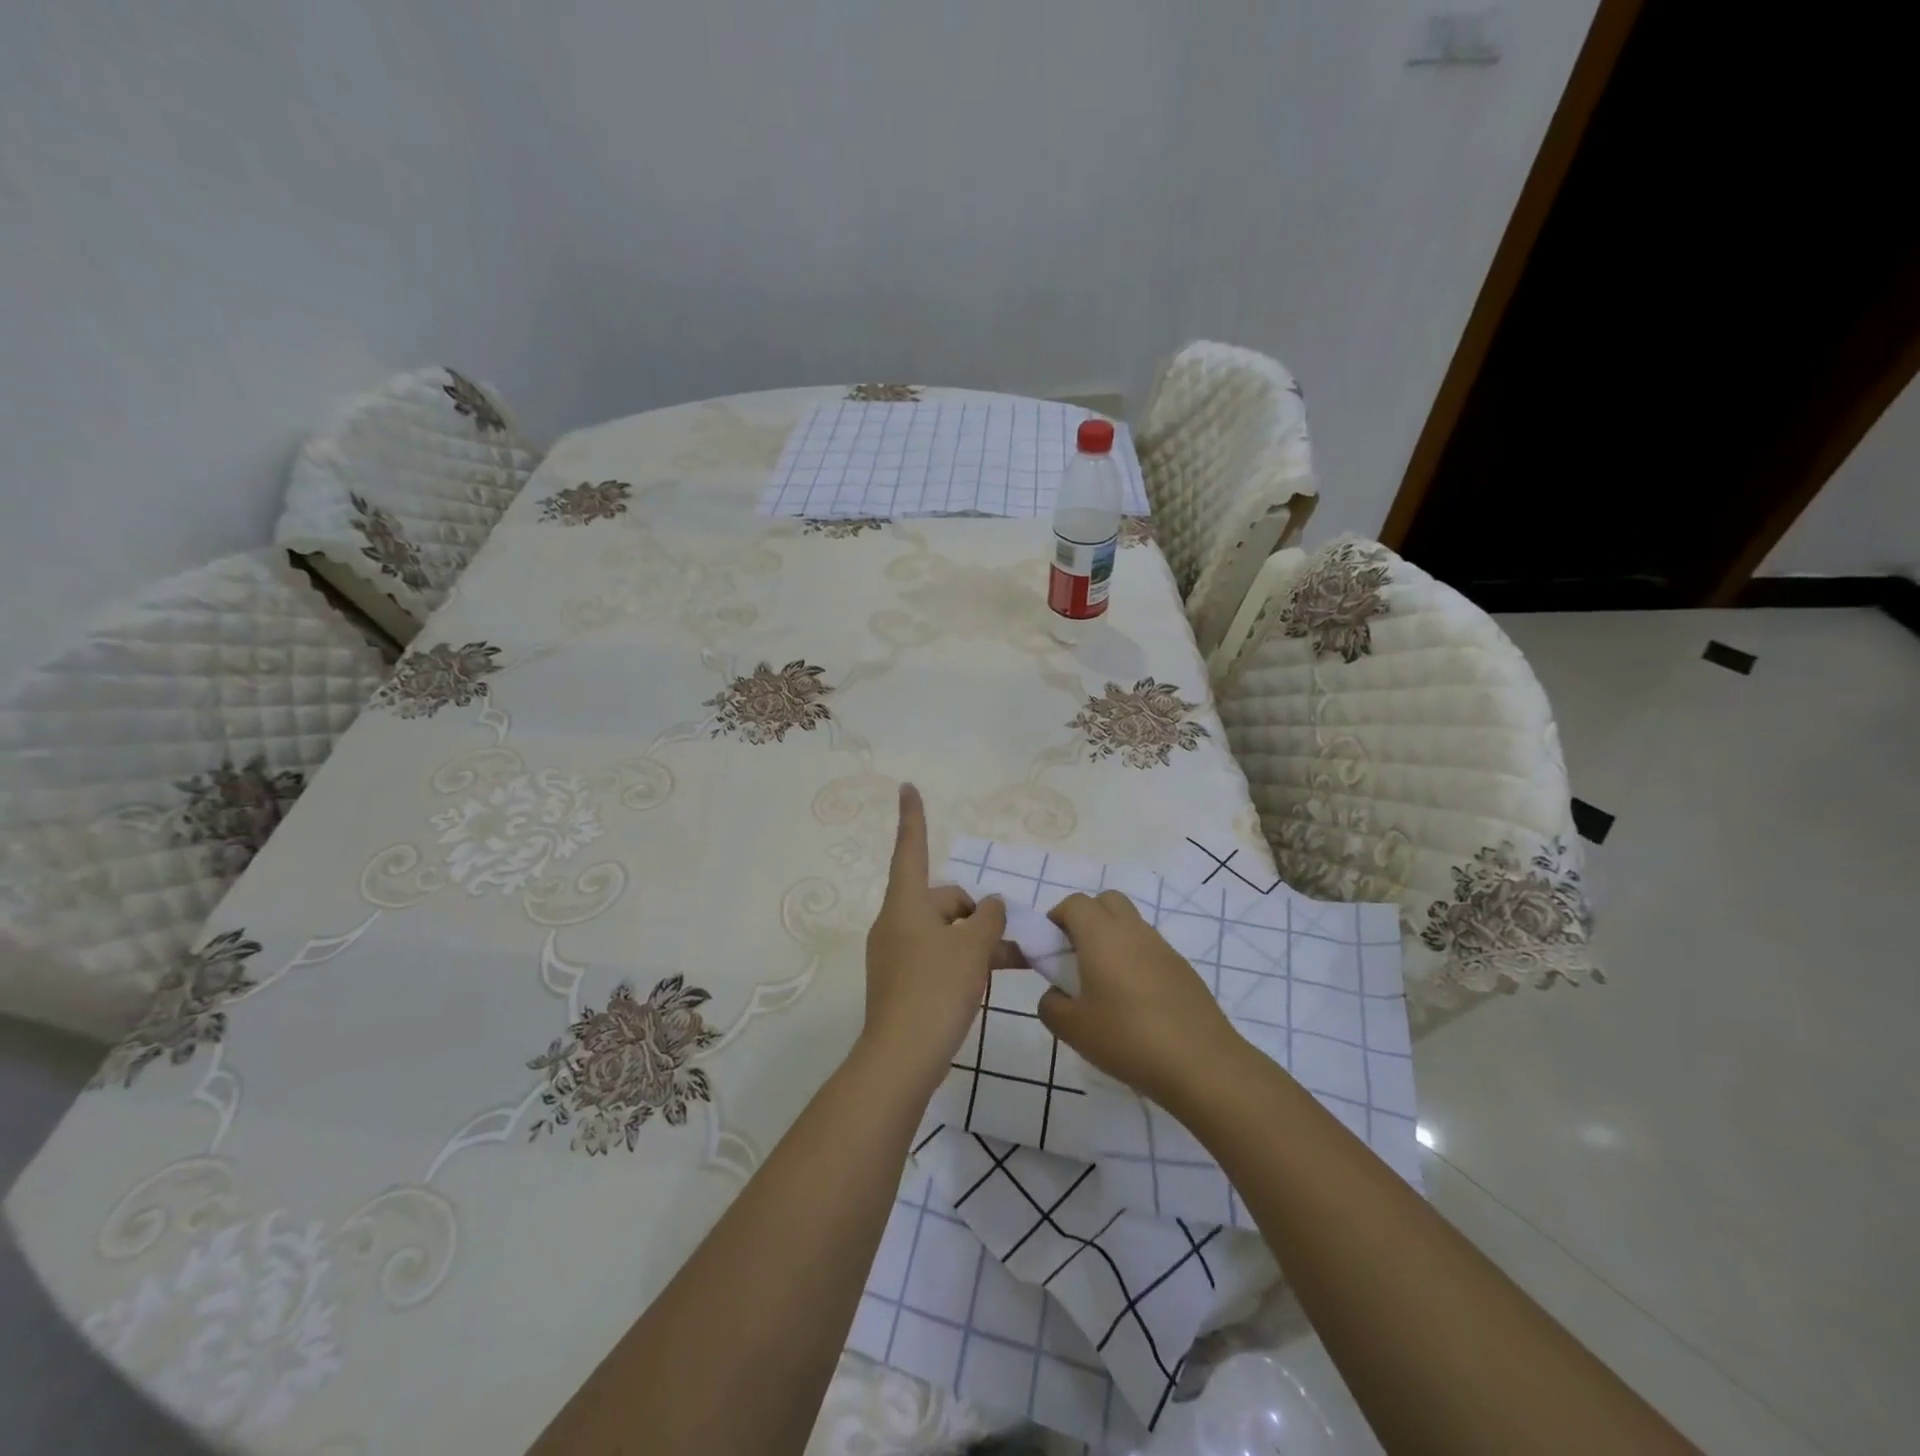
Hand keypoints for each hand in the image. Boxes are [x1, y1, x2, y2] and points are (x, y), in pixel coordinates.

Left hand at [861, 784, 1009, 1094]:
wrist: (902, 1058)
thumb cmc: (936, 990)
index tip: (906, 786)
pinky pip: (938, 957)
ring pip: (944, 932)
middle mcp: (896, 923)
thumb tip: (991, 905)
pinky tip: (990, 978)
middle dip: (975, 912)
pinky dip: (963, 960)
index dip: (911, 817)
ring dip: (975, 940)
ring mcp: (896, 954)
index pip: (910, 849)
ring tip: (1012, 959)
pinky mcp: (902, 982)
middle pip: (941, 900)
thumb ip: (988, 919)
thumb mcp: (973, 948)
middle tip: (1007, 937)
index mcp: (905, 905)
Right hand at [1038, 890, 1242, 1108]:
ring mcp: (1163, 948)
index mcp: (1101, 935)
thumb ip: (1051, 1006)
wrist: (1202, 1064)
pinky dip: (1136, 960)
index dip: (1056, 919)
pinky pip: (1150, 950)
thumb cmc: (1128, 1039)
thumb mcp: (1073, 1029)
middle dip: (1086, 919)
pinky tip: (1135, 1003)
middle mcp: (1133, 931)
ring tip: (1104, 985)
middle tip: (1075, 957)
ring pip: (1131, 924)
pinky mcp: (1184, 969)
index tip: (1049, 949)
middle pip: (1106, 901)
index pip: (1074, 904)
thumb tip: (1057, 995)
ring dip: (1112, 940)